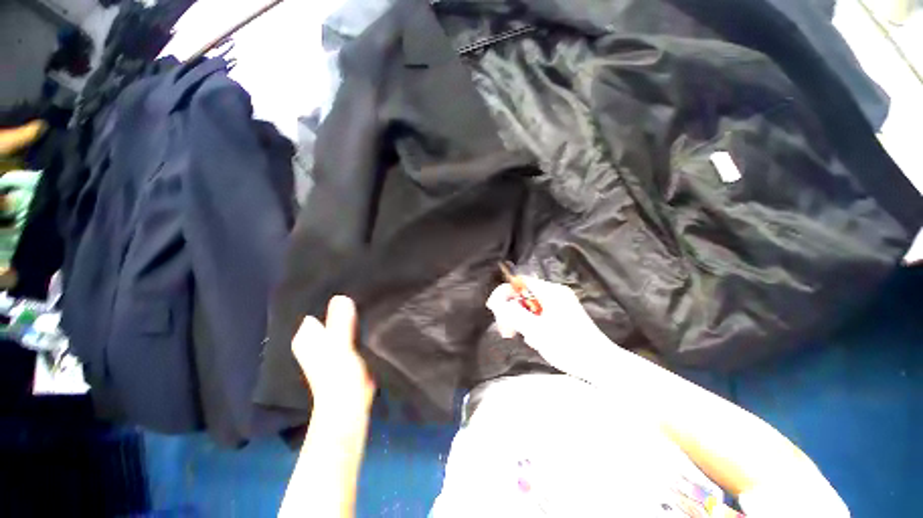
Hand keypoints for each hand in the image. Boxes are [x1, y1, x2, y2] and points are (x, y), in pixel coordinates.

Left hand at [292, 296, 375, 414]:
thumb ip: (339, 322)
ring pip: (343, 319)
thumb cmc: (338, 376)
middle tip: (361, 285)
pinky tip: (370, 313)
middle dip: (343, 302)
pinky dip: (359, 322)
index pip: (315, 306)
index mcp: (307, 334)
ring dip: (353, 312)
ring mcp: (332, 342)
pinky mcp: (346, 348)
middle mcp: (316, 336)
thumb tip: (341, 296)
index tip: (345, 280)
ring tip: (367, 295)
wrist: (350, 404)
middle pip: (330, 312)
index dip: (329, 293)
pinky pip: (352, 328)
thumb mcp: (338, 346)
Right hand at [486, 277, 610, 377]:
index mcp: (550, 291)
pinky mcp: (562, 316)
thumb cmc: (568, 346)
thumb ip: (512, 313)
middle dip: (512, 311)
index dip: (504, 294)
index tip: (495, 311)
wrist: (600, 364)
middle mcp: (555, 293)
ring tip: (524, 338)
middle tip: (508, 332)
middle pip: (523, 295)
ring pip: (530, 306)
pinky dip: (532, 325)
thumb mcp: (535, 329)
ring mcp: (560, 304)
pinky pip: (539, 314)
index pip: (519, 282)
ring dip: (521, 320)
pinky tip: (535, 339)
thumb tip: (496, 302)